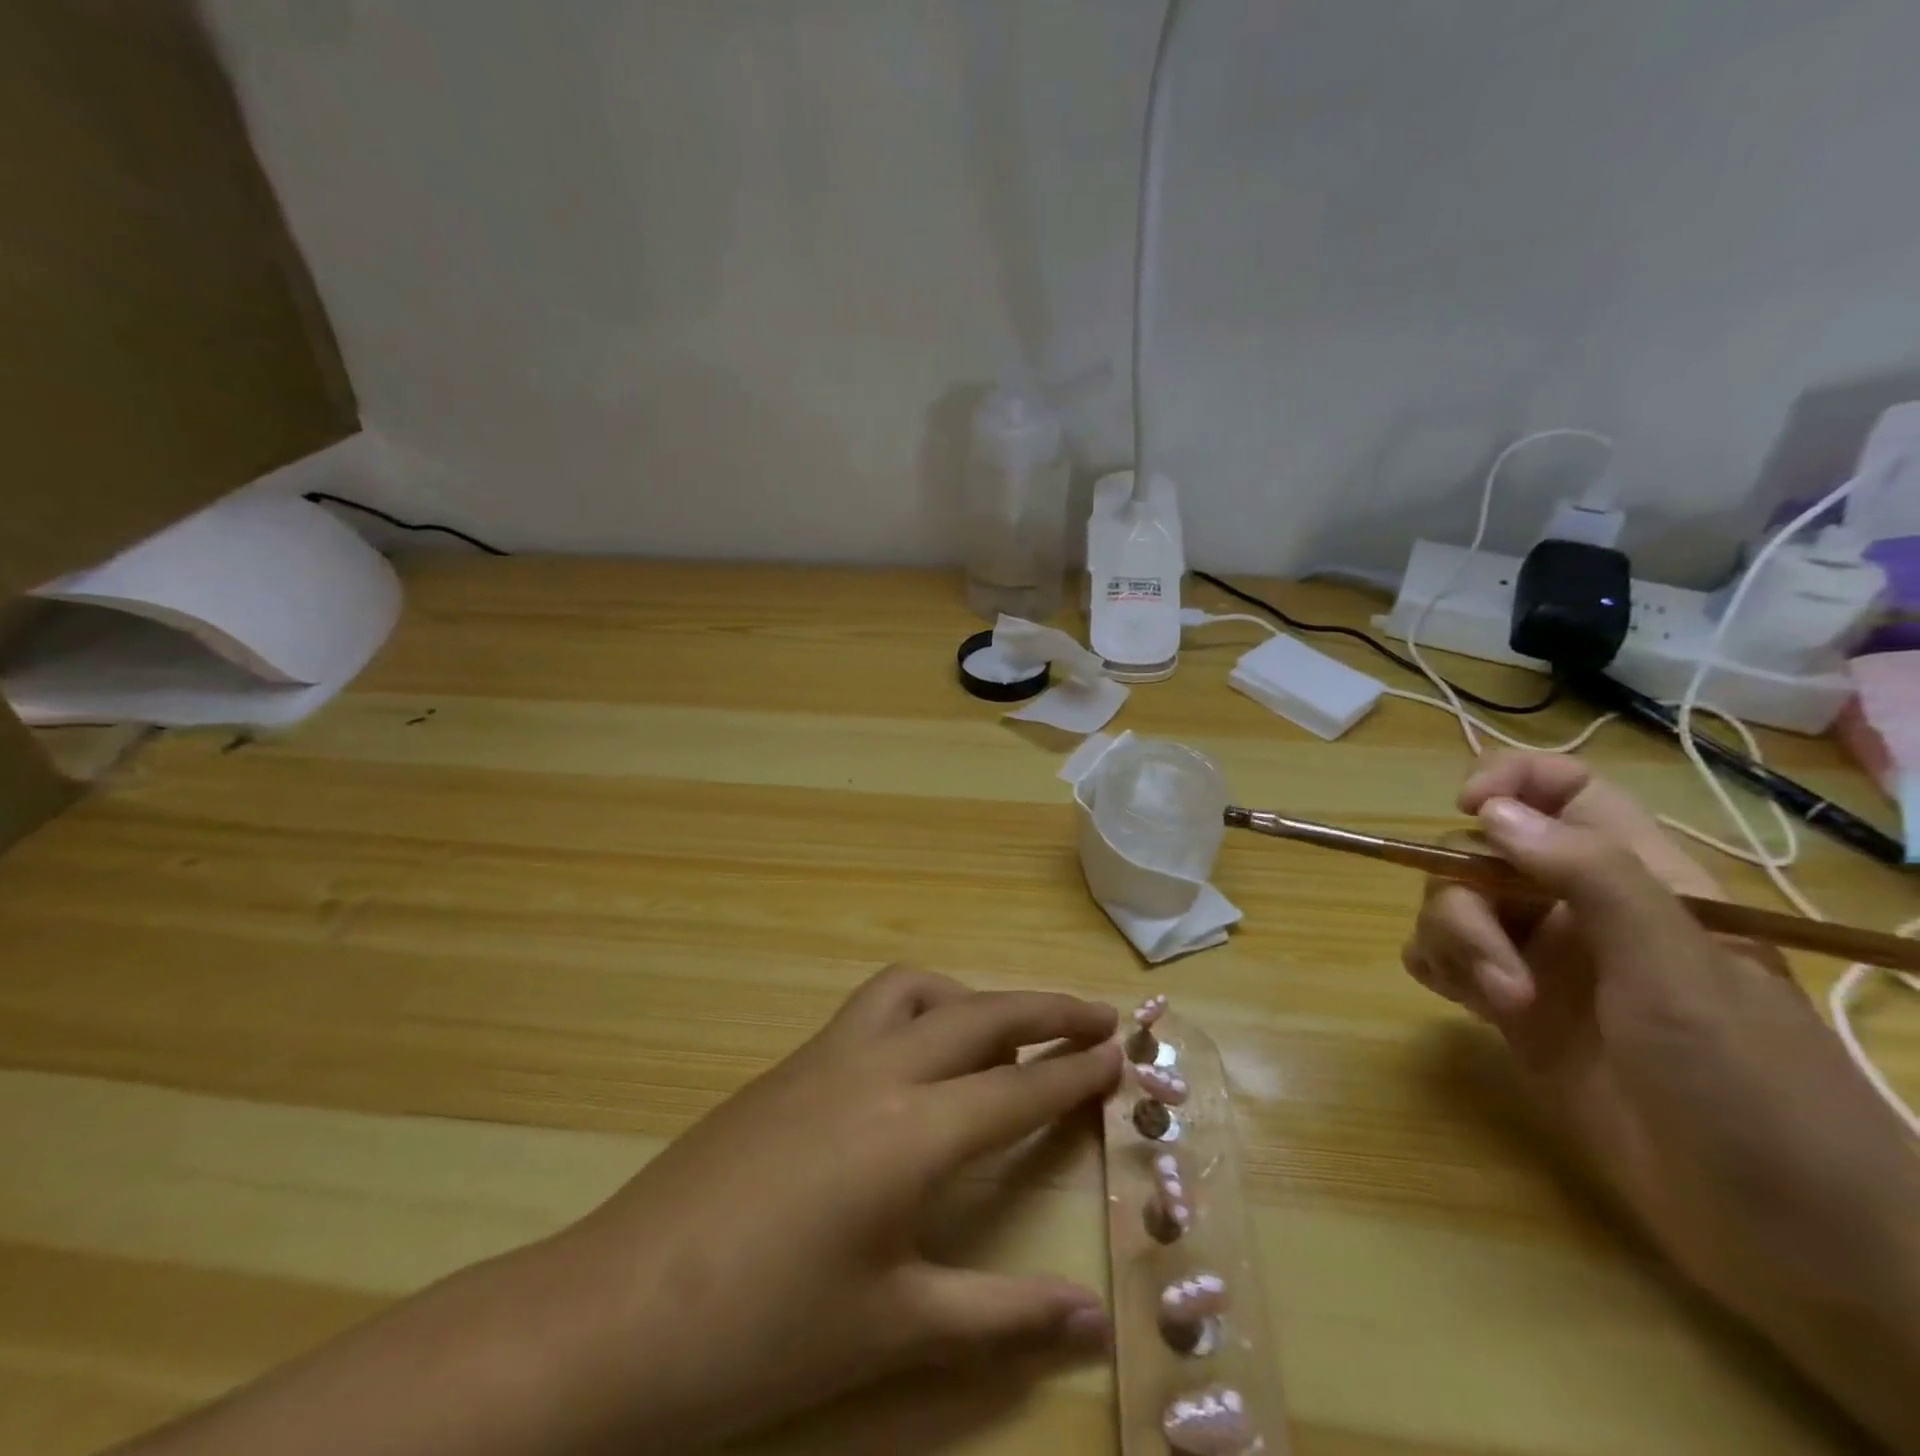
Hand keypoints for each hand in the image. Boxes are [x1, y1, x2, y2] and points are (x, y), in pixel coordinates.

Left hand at [117, 968, 1120, 1455]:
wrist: (617, 1311)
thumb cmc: (762, 1334)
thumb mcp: (893, 1330)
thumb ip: (999, 1317)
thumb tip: (1089, 1320)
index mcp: (912, 1135)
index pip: (1021, 1087)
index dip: (1079, 1069)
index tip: (1127, 1048)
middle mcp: (877, 1071)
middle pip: (982, 1013)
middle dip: (1047, 1008)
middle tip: (1098, 1016)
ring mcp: (828, 1056)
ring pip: (917, 989)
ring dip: (971, 996)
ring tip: (1004, 1033)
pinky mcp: (792, 1062)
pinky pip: (874, 1007)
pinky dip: (920, 1009)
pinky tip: (920, 1057)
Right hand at [1403, 753, 1919, 1448]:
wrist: (1782, 1235)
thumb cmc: (1753, 1090)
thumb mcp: (1679, 971)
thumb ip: (1591, 877)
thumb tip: (1491, 812)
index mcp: (1638, 880)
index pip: (1564, 791)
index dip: (1511, 783)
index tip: (1470, 812)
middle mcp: (1582, 910)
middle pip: (1483, 855)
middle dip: (1466, 901)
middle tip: (1500, 973)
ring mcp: (1546, 961)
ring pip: (1454, 906)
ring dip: (1452, 944)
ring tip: (1498, 1006)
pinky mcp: (1516, 1011)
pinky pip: (1445, 959)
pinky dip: (1437, 966)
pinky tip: (1461, 1001)